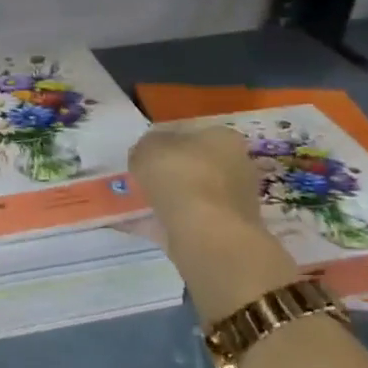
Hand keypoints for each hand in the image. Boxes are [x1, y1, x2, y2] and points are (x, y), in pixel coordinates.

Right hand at [128, 125, 301, 324]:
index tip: (141, 154)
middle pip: (193, 165)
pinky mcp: (223, 230)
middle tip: (137, 178)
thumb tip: (147, 153)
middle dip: (167, 172)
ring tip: (132, 203)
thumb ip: (145, 146)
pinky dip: (161, 222)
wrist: (207, 233)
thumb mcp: (148, 148)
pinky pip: (183, 220)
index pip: (190, 133)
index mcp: (223, 138)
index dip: (163, 141)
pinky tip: (135, 224)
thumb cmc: (181, 177)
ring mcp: (232, 201)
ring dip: (165, 198)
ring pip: (189, 195)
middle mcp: (235, 166)